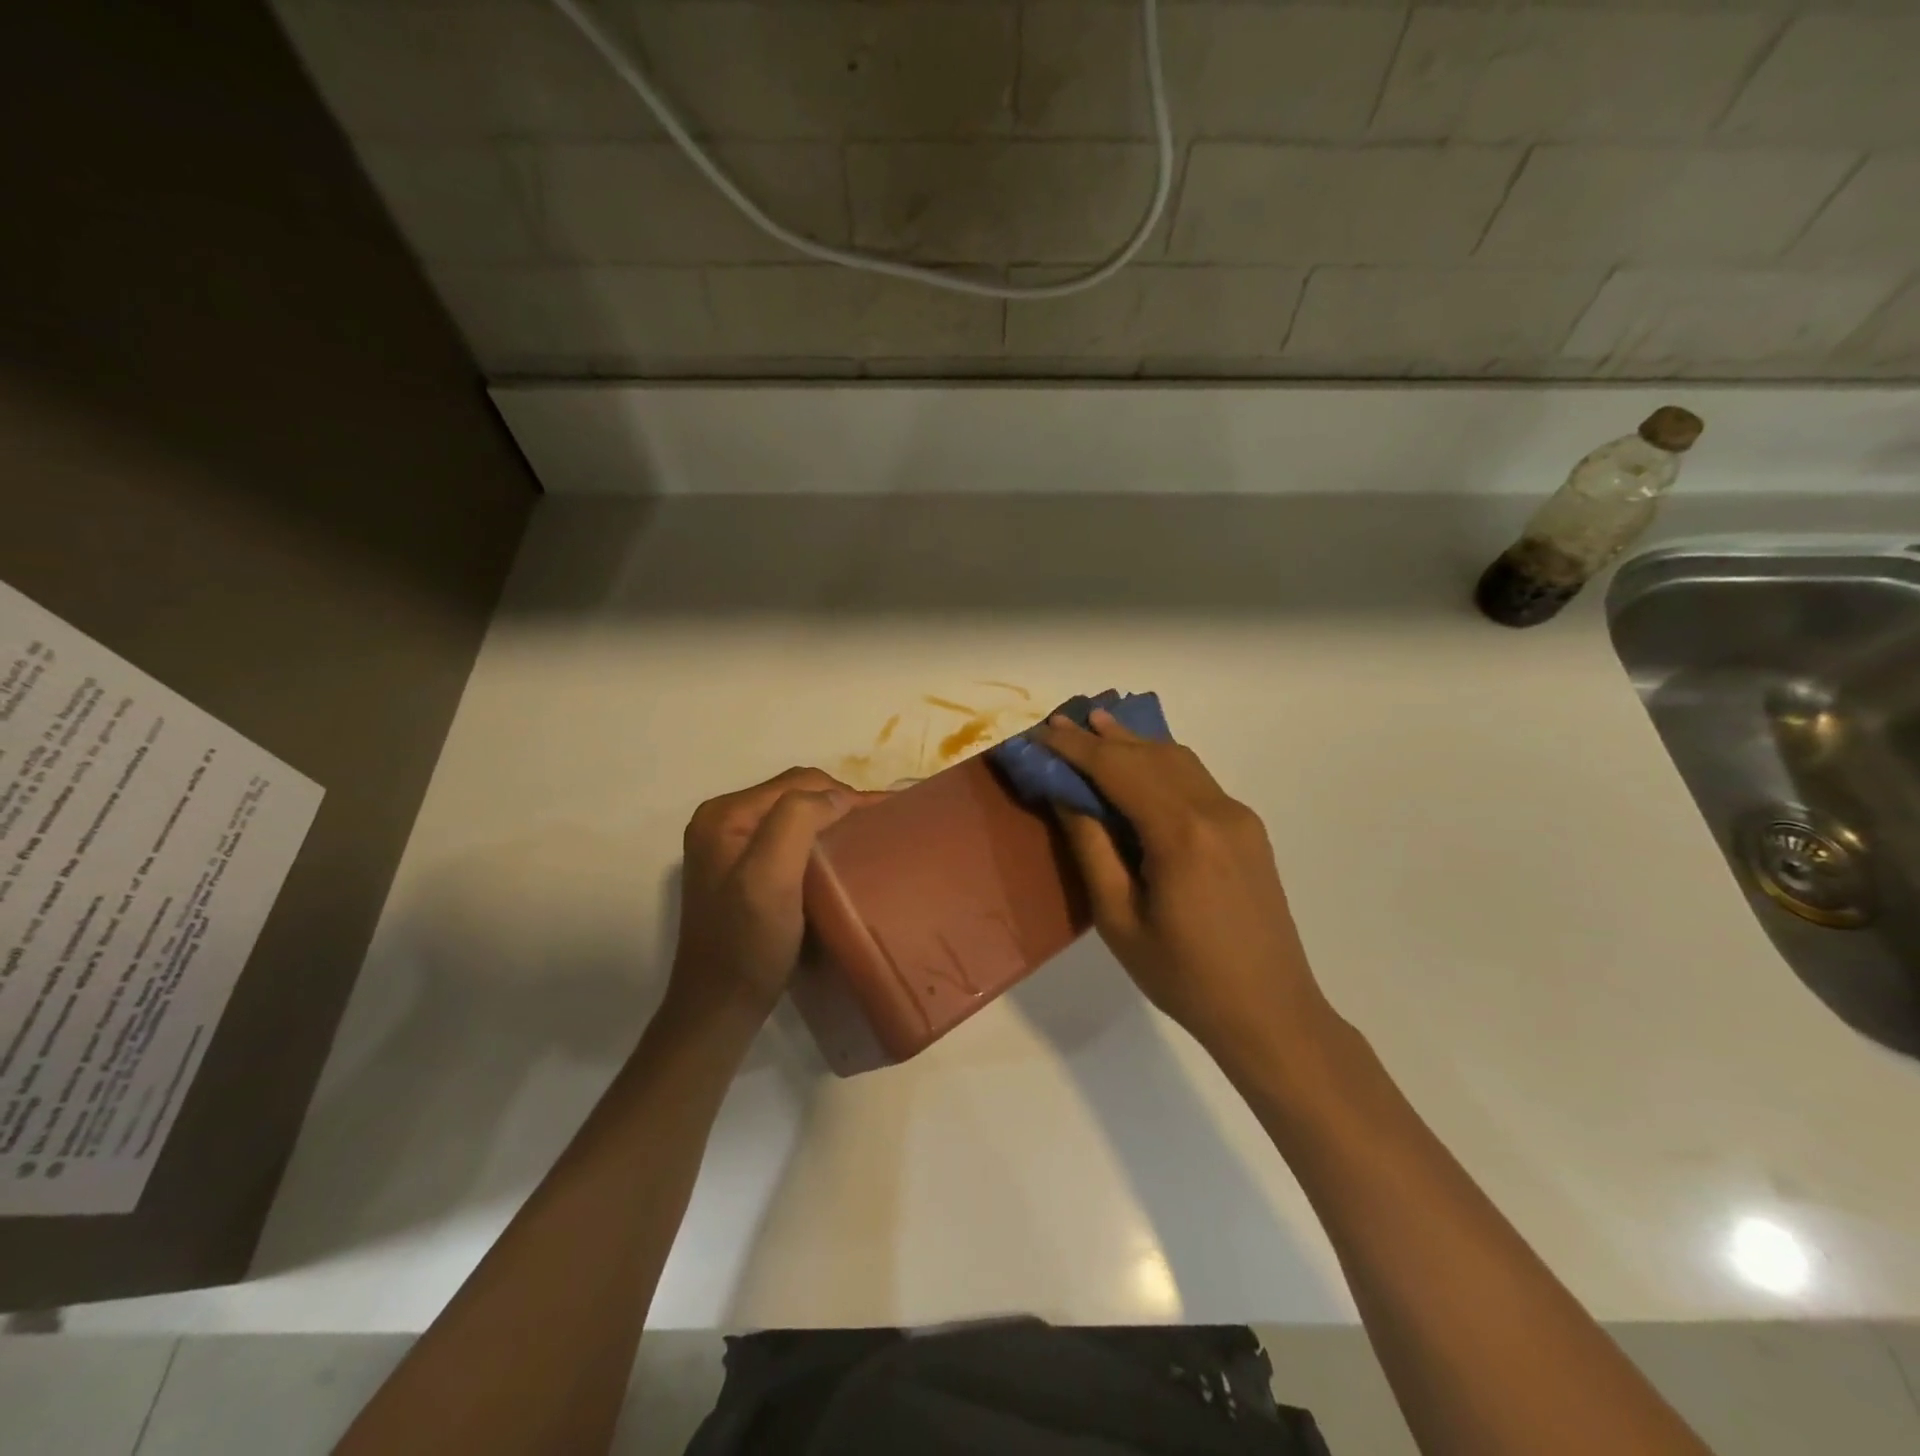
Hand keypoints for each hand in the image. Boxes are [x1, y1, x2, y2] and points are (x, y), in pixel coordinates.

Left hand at [670, 768, 875, 1024]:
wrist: (720, 1008)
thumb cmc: (747, 943)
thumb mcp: (770, 876)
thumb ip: (798, 821)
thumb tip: (839, 797)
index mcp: (725, 814)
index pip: (797, 783)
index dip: (845, 793)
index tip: (887, 813)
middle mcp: (722, 822)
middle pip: (794, 795)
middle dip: (839, 803)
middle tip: (881, 825)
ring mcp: (729, 847)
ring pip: (793, 816)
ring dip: (830, 821)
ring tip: (867, 838)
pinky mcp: (740, 871)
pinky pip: (787, 840)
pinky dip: (817, 841)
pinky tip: (838, 858)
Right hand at [1038, 711, 1329, 1060]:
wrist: (1270, 1012)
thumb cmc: (1183, 976)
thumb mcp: (1118, 919)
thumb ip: (1092, 848)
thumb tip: (1067, 795)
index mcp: (1181, 834)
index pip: (1118, 769)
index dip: (1076, 749)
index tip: (1042, 734)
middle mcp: (1215, 811)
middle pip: (1150, 755)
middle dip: (1102, 737)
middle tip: (1062, 723)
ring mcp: (1238, 817)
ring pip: (1179, 760)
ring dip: (1135, 743)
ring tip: (1097, 726)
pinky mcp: (1248, 830)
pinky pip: (1197, 780)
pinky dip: (1161, 764)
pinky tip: (1141, 763)